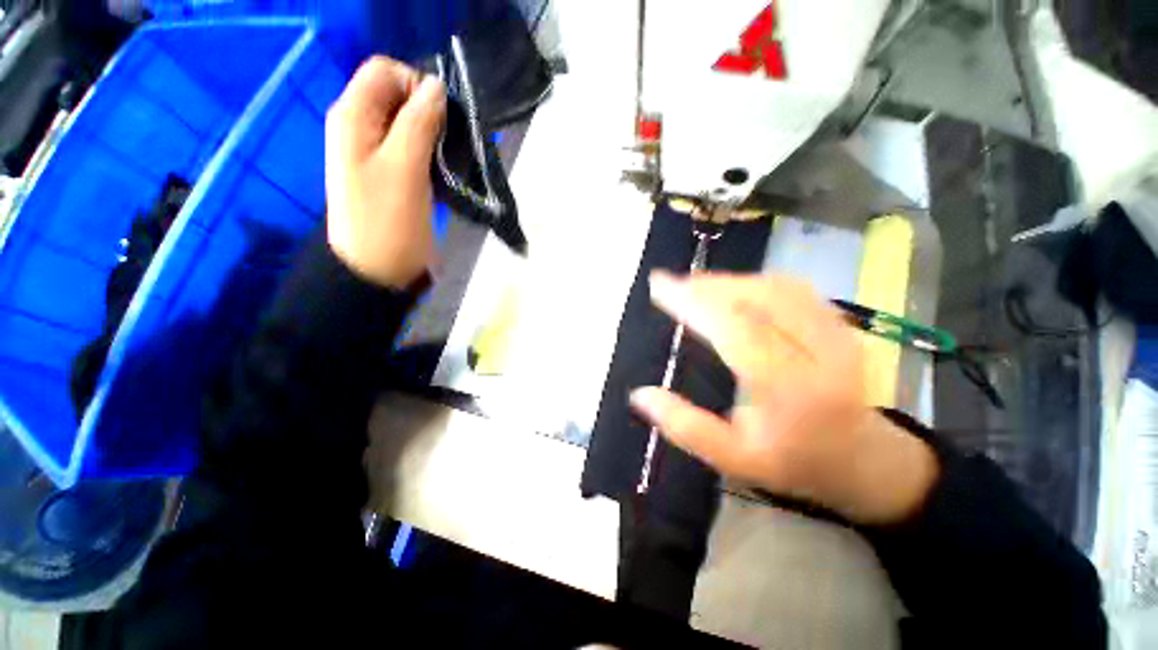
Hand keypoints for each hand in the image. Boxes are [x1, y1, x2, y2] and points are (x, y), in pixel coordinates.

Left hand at [325, 57, 445, 288]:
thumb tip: (436, 86)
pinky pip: (415, 148)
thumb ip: (418, 121)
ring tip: (453, 159)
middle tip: (451, 143)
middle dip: (430, 111)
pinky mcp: (394, 174)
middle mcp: (362, 127)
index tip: (443, 119)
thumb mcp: (404, 167)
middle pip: (399, 95)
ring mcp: (377, 152)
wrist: (379, 270)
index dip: (417, 85)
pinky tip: (445, 171)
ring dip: (435, 135)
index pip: (386, 71)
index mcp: (354, 116)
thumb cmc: (388, 220)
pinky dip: (433, 153)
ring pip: (410, 123)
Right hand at [629, 272, 938, 525]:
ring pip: (773, 286)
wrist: (863, 460)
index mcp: (791, 390)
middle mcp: (821, 352)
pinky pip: (790, 288)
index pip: (735, 329)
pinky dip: (751, 281)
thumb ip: (685, 427)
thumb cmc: (793, 462)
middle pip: (756, 297)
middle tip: (669, 284)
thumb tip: (640, 395)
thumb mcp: (734, 459)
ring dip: (726, 280)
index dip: (693, 303)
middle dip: (705, 286)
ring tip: (691, 286)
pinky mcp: (838, 323)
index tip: (659, 287)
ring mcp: (836, 332)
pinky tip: (729, 288)